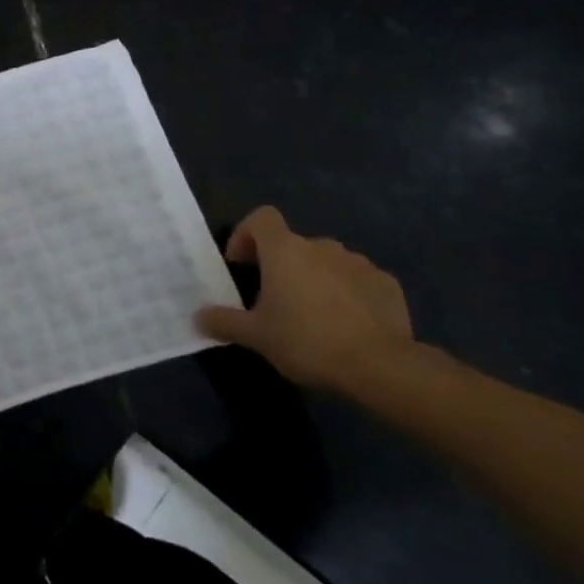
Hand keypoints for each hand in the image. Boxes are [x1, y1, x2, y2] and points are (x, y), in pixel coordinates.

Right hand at [194, 206, 416, 391]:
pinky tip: (346, 326)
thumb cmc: (306, 341)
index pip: (262, 218)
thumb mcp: (256, 336)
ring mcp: (357, 263)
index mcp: (285, 250)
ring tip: (312, 317)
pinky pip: (356, 281)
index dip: (246, 233)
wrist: (379, 365)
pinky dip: (346, 294)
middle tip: (274, 301)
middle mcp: (321, 246)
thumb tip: (197, 317)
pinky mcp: (386, 283)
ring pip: (326, 262)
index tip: (241, 262)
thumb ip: (224, 321)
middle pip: (293, 245)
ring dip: (314, 279)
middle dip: (281, 266)